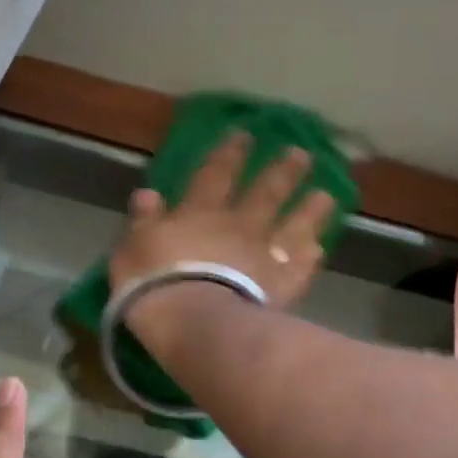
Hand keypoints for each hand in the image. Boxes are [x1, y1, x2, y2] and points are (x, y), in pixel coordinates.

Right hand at [109, 132, 336, 354]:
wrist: (194, 322)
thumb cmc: (153, 285)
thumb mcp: (132, 250)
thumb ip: (143, 222)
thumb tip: (148, 193)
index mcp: (198, 215)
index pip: (214, 175)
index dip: (229, 154)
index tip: (245, 135)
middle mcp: (237, 227)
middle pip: (265, 193)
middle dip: (282, 172)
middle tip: (301, 153)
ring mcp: (264, 255)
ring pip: (293, 225)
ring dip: (310, 209)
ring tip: (326, 194)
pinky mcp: (282, 286)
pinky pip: (301, 267)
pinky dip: (310, 256)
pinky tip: (319, 248)